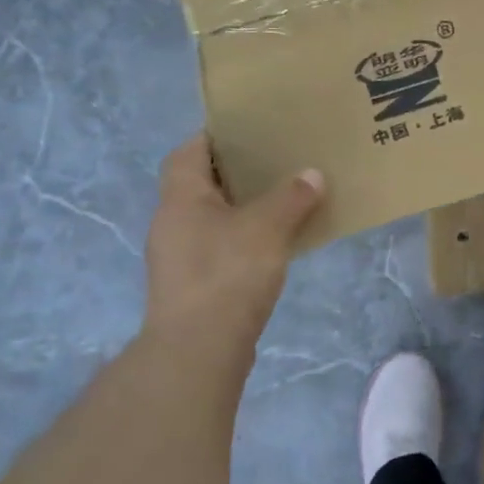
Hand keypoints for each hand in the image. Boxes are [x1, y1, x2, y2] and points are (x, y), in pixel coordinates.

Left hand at [143, 135, 323, 371]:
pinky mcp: (192, 287)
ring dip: (242, 209)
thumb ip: (292, 197)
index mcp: (180, 198)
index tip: (250, 131)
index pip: (188, 152)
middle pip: (201, 184)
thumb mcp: (268, 227)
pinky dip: (242, 240)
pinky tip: (273, 245)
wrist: (198, 351)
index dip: (215, 137)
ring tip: (282, 200)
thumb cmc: (227, 274)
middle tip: (276, 163)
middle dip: (236, 173)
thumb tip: (312, 175)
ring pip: (211, 218)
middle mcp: (171, 223)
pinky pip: (218, 248)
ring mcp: (178, 258)